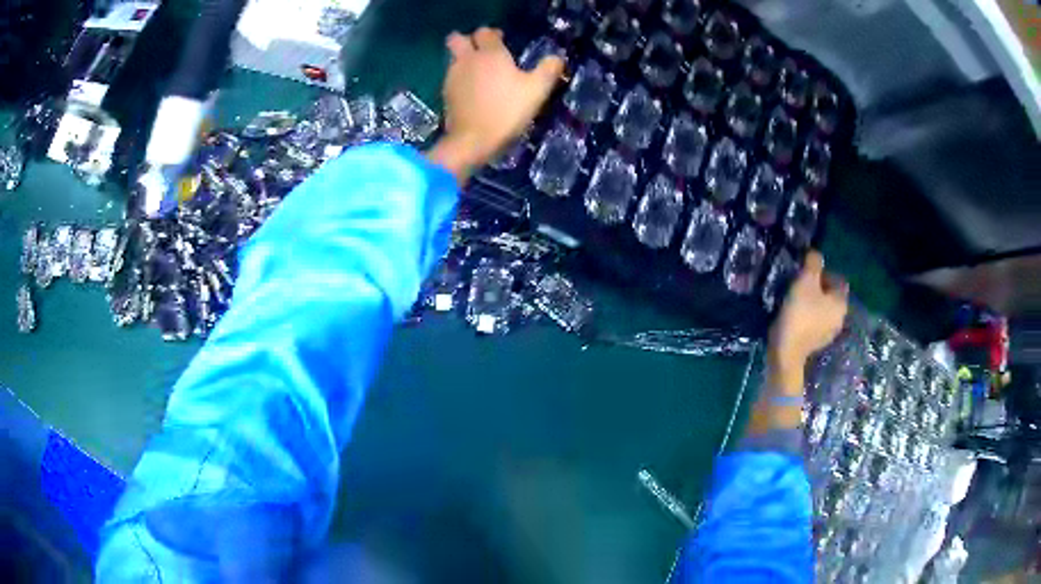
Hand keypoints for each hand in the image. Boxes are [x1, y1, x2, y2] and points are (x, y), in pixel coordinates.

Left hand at [426, 27, 564, 182]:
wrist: (472, 140)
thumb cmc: (507, 111)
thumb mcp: (537, 90)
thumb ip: (548, 70)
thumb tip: (557, 58)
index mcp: (490, 53)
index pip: (485, 32)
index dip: (493, 34)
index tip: (502, 42)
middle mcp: (467, 59)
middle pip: (458, 39)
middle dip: (468, 40)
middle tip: (482, 52)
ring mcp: (452, 76)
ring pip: (453, 58)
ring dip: (463, 59)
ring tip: (479, 73)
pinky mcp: (445, 93)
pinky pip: (451, 77)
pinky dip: (460, 78)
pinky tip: (471, 91)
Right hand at [767, 250, 848, 393]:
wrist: (786, 352)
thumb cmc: (799, 314)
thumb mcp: (805, 282)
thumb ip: (813, 264)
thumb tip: (816, 254)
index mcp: (841, 302)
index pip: (838, 280)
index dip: (823, 273)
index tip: (806, 274)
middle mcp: (840, 317)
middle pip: (831, 295)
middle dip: (817, 288)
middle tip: (799, 285)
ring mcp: (829, 332)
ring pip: (823, 309)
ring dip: (812, 303)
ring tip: (795, 300)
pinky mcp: (817, 342)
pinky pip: (815, 322)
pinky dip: (808, 317)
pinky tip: (795, 316)